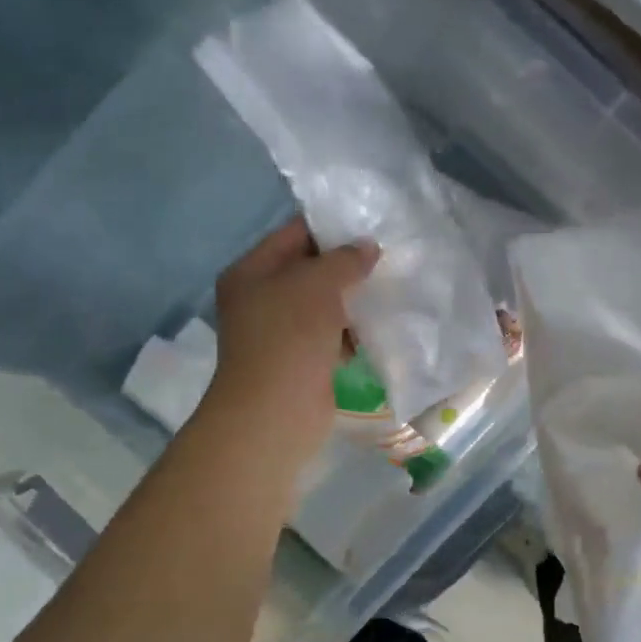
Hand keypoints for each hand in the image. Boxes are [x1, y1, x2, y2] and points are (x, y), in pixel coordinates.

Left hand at [201, 217, 377, 467]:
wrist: (276, 413)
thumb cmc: (289, 337)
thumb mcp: (318, 284)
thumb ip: (345, 260)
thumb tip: (368, 247)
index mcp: (251, 271)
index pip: (294, 234)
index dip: (331, 229)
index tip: (371, 228)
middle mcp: (260, 299)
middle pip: (309, 271)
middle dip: (346, 268)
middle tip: (387, 260)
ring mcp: (279, 334)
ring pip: (322, 306)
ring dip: (352, 302)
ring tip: (389, 292)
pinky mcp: (300, 362)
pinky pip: (329, 337)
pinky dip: (350, 334)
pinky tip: (377, 330)